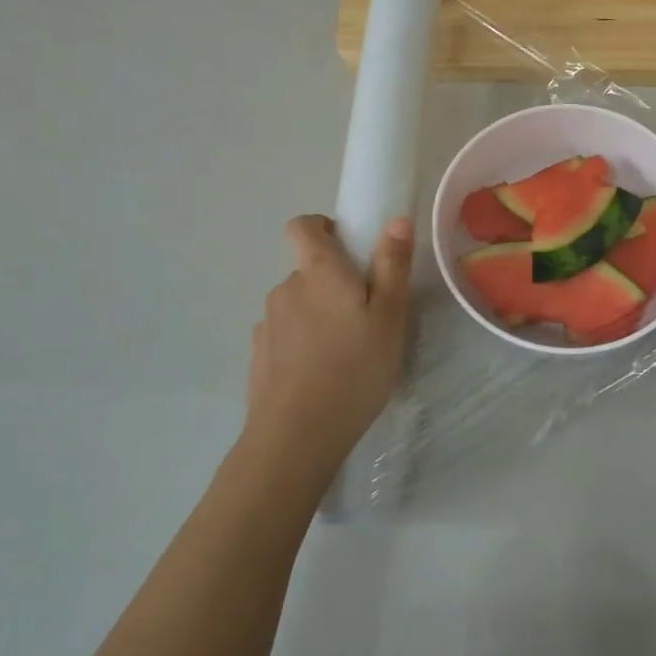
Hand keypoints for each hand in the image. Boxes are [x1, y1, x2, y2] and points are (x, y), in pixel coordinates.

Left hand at [244, 214, 412, 482]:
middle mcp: (285, 288)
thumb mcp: (389, 317)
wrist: (296, 436)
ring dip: (318, 317)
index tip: (350, 252)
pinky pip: (285, 336)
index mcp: (318, 272)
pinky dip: (302, 345)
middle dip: (332, 284)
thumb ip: (392, 265)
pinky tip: (321, 377)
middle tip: (365, 317)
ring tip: (345, 354)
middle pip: (307, 270)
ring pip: (298, 305)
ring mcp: (267, 323)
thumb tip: (397, 218)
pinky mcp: (258, 356)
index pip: (302, 225)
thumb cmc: (354, 369)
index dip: (324, 228)